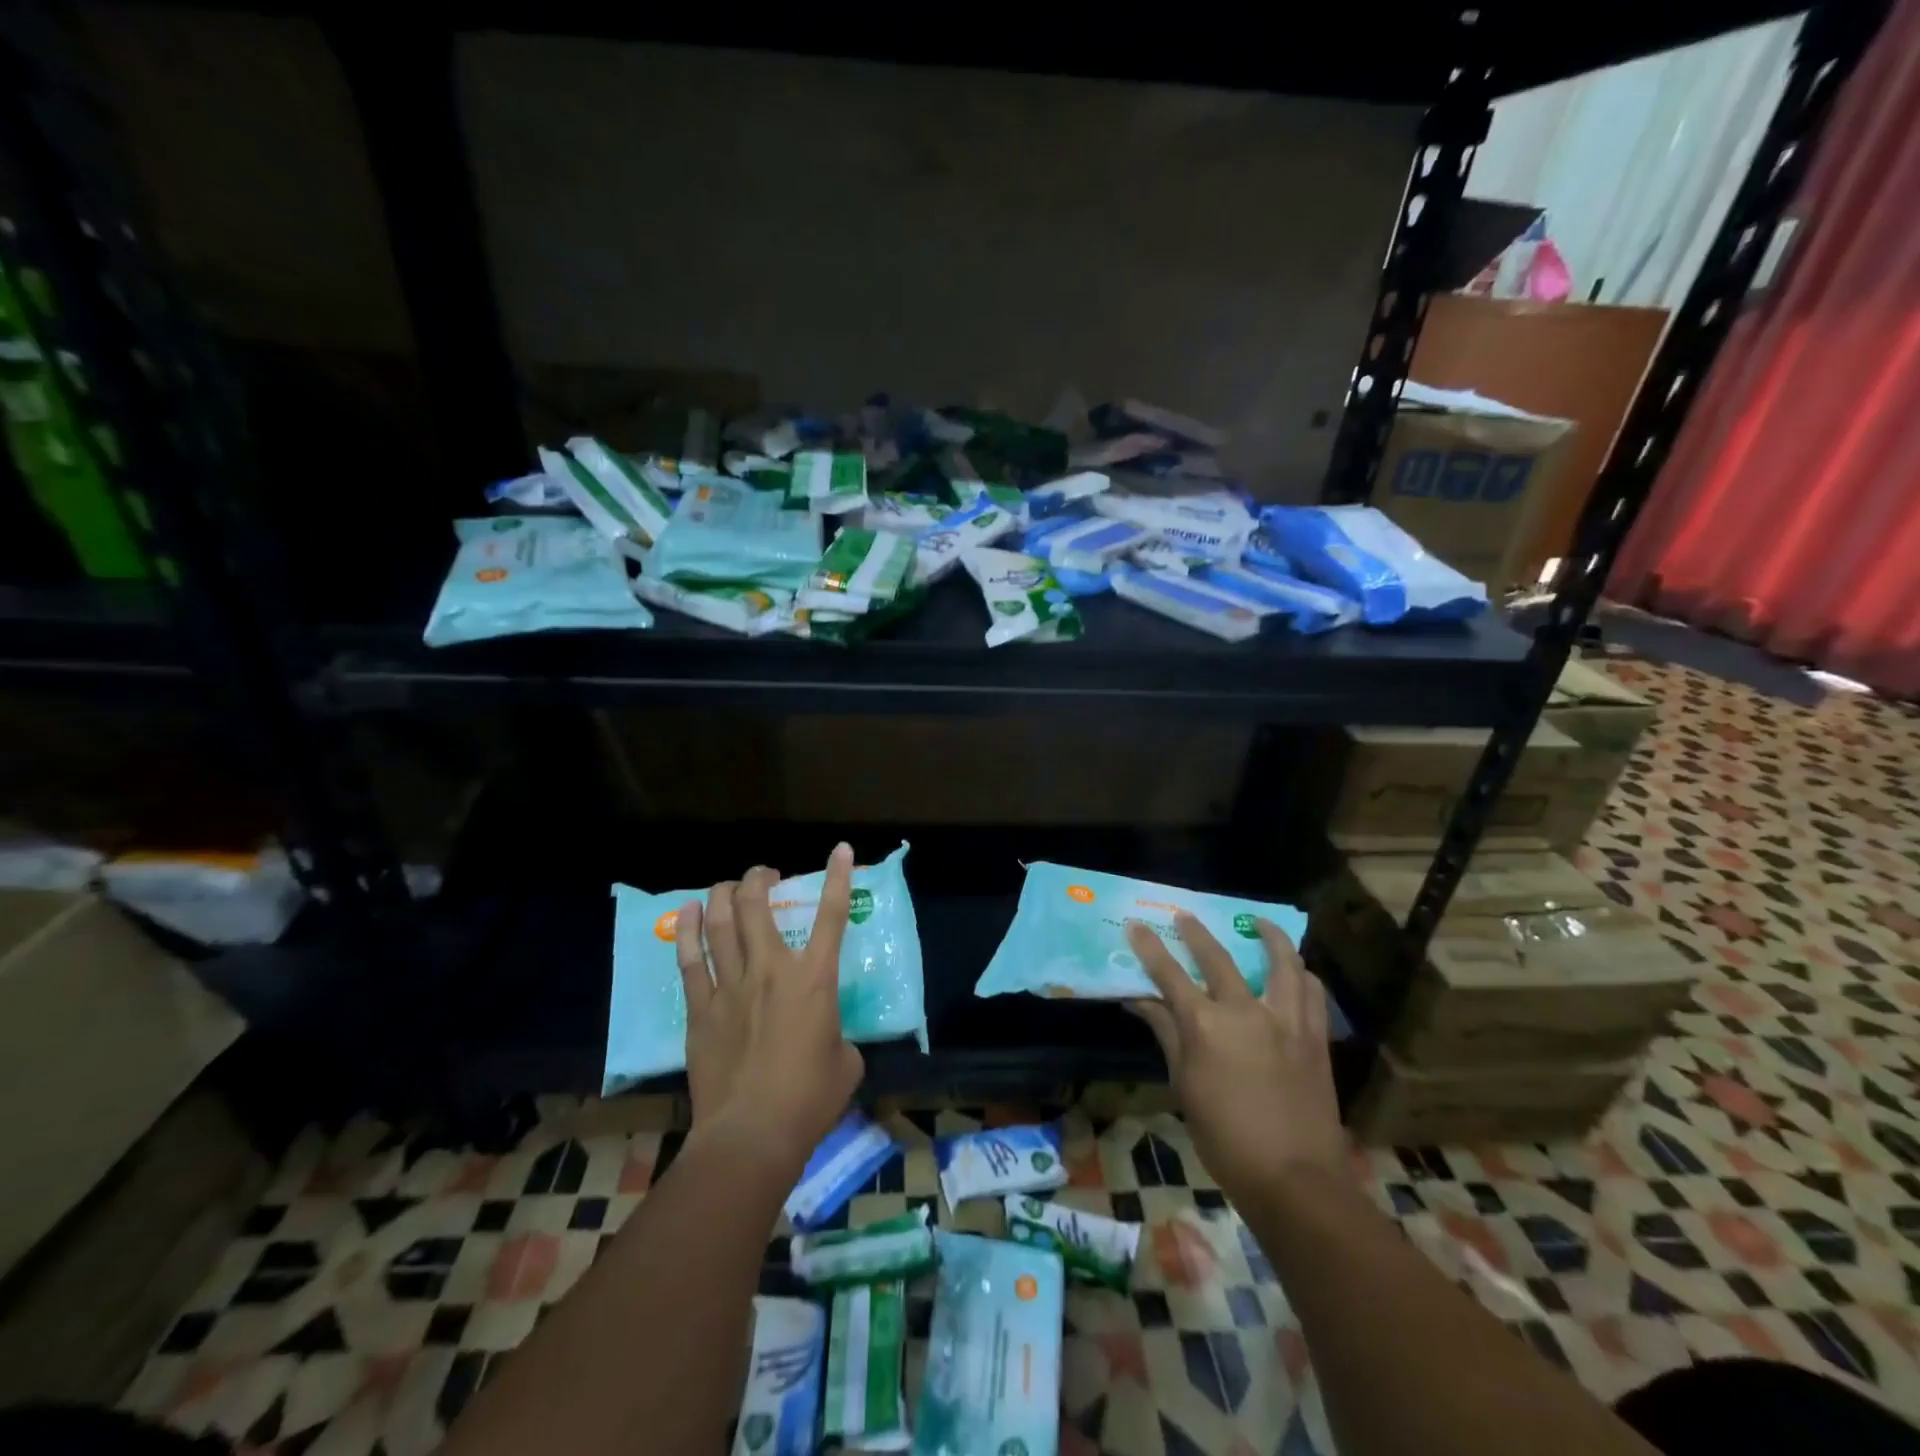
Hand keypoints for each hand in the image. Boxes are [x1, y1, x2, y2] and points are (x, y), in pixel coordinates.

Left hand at [673, 844, 863, 1170]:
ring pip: (722, 924)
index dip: (838, 877)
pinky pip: (691, 961)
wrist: (751, 1136)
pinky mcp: (701, 1010)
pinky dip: (689, 932)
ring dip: (724, 896)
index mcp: (814, 979)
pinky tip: (689, 913)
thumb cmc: (809, 1100)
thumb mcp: (846, 1062)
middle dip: (761, 879)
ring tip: (728, 886)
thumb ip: (838, 1037)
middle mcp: (771, 970)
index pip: (832, 916)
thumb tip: (827, 1037)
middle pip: (759, 906)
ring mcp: (731, 987)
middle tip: (765, 875)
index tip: (842, 849)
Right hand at [1127, 914, 1348, 1207]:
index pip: (1169, 974)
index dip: (1150, 948)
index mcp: (1206, 1025)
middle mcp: (1246, 1011)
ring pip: (1282, 962)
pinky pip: (1311, 993)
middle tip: (1184, 915)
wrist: (1295, 1178)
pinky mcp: (1314, 1037)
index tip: (1136, 925)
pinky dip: (1302, 974)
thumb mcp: (1184, 1085)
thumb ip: (1166, 1034)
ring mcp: (1286, 1020)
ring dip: (1269, 937)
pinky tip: (1297, 971)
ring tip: (1259, 922)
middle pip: (1218, 958)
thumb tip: (1140, 1000)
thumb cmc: (1226, 1138)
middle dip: (1196, 933)